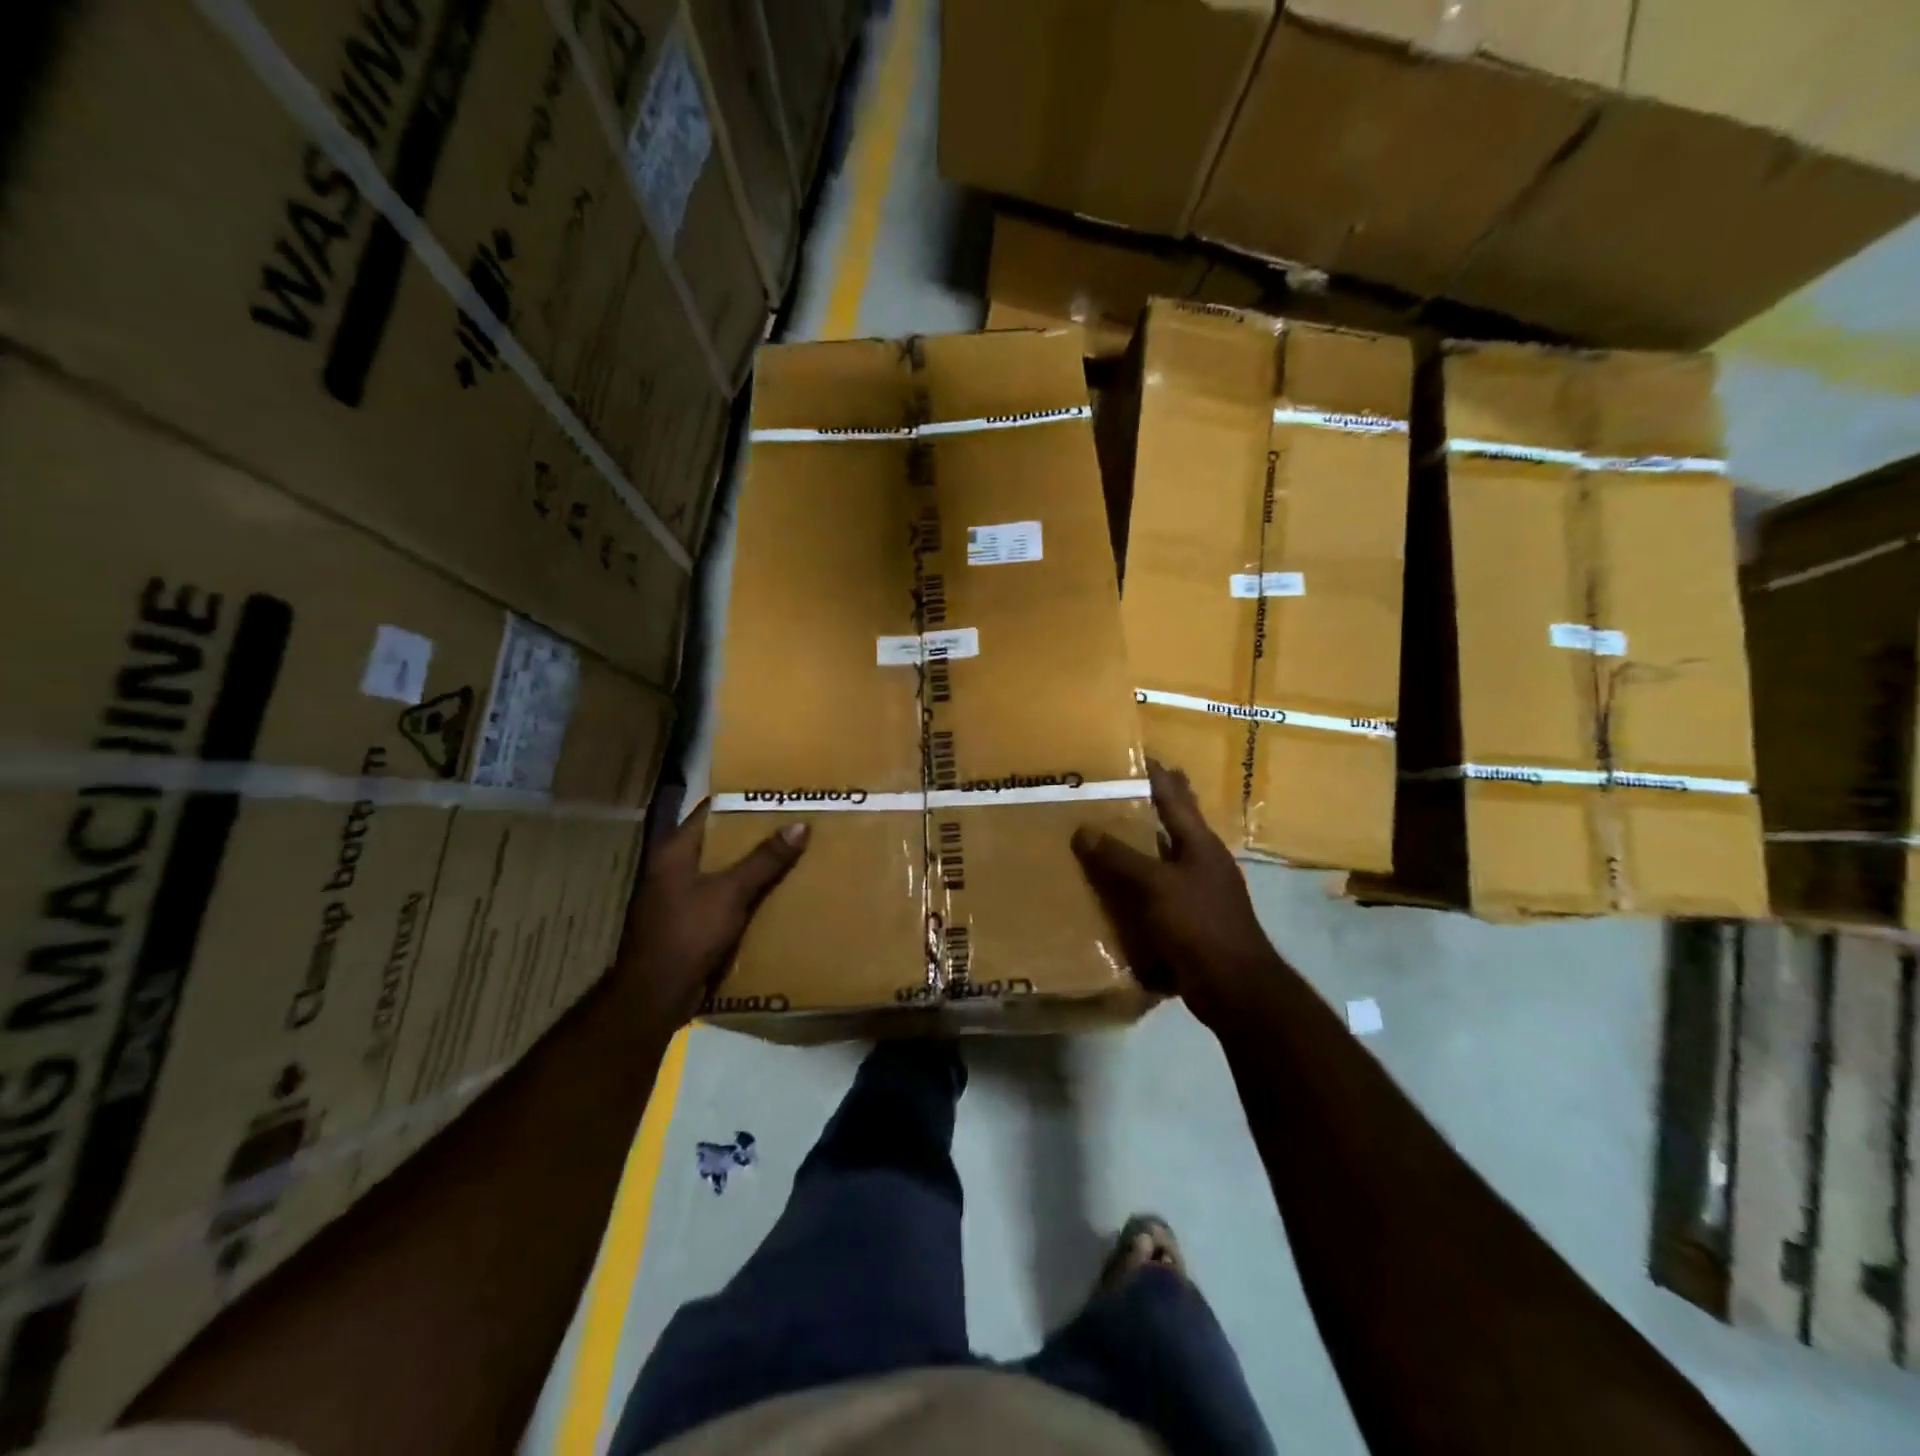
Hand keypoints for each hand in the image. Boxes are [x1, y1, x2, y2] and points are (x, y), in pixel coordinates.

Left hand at [614, 800, 807, 1029]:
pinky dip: (747, 891)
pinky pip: (725, 896)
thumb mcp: (731, 892)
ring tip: (793, 851)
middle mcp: (675, 867)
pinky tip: (777, 891)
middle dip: (755, 833)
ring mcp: (681, 895)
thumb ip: (764, 859)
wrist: (656, 995)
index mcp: (675, 850)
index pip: (711, 810)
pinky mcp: (691, 921)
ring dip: (753, 864)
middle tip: (795, 821)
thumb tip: (800, 824)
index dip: (742, 799)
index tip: (777, 793)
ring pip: (724, 869)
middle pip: (720, 840)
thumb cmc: (688, 933)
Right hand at [1072, 760, 1284, 1024]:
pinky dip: (1136, 885)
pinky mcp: (1190, 919)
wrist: (1234, 986)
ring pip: (1161, 858)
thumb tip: (1083, 830)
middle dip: (1145, 806)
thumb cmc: (1199, 925)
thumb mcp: (1155, 886)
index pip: (1174, 794)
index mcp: (1200, 842)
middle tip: (1107, 793)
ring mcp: (1198, 891)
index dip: (1154, 773)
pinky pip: (1156, 892)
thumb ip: (1119, 858)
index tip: (1130, 754)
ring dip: (1136, 847)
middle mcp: (1201, 860)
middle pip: (1171, 823)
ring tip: (1100, 836)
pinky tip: (1111, 890)